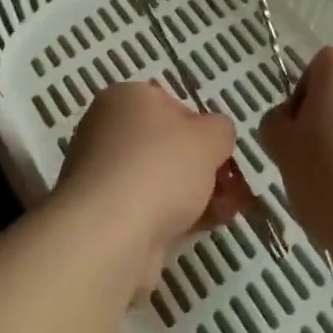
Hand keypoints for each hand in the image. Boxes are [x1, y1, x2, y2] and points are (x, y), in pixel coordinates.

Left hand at [56, 81, 240, 291]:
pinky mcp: (102, 216)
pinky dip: (174, 217)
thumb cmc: (160, 167)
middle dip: (201, 166)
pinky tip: (203, 229)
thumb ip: (221, 130)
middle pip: (166, 145)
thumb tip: (216, 137)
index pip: (171, 104)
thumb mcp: (210, 137)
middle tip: (230, 186)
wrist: (109, 235)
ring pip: (159, 180)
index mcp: (126, 98)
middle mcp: (107, 130)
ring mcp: (102, 175)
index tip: (220, 152)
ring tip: (227, 212)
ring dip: (194, 194)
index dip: (201, 128)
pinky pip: (146, 209)